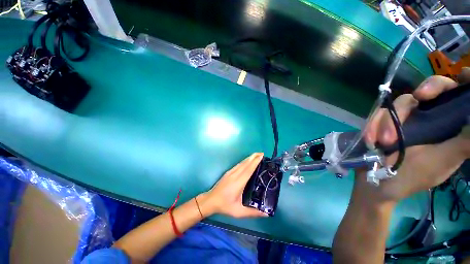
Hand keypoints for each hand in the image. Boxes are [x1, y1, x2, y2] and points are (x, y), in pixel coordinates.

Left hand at [198, 153, 268, 217]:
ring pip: (242, 163)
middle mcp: (235, 175)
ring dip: (249, 158)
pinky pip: (238, 165)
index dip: (255, 162)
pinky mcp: (228, 172)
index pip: (248, 170)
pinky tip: (247, 160)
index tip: (261, 156)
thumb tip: (266, 214)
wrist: (210, 200)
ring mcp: (231, 172)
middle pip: (246, 163)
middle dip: (254, 157)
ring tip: (257, 155)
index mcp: (238, 183)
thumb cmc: (225, 206)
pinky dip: (244, 161)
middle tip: (262, 153)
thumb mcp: (239, 212)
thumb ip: (253, 212)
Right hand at [357, 72, 469, 202]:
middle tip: (419, 98)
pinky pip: (379, 113)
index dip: (465, 82)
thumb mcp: (443, 160)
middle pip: (432, 88)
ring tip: (383, 142)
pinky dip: (374, 124)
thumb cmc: (412, 176)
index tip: (462, 76)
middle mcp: (430, 117)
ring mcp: (405, 118)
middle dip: (427, 90)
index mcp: (449, 126)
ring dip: (389, 120)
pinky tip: (371, 140)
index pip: (459, 96)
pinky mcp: (383, 121)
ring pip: (402, 102)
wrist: (375, 180)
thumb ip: (465, 141)